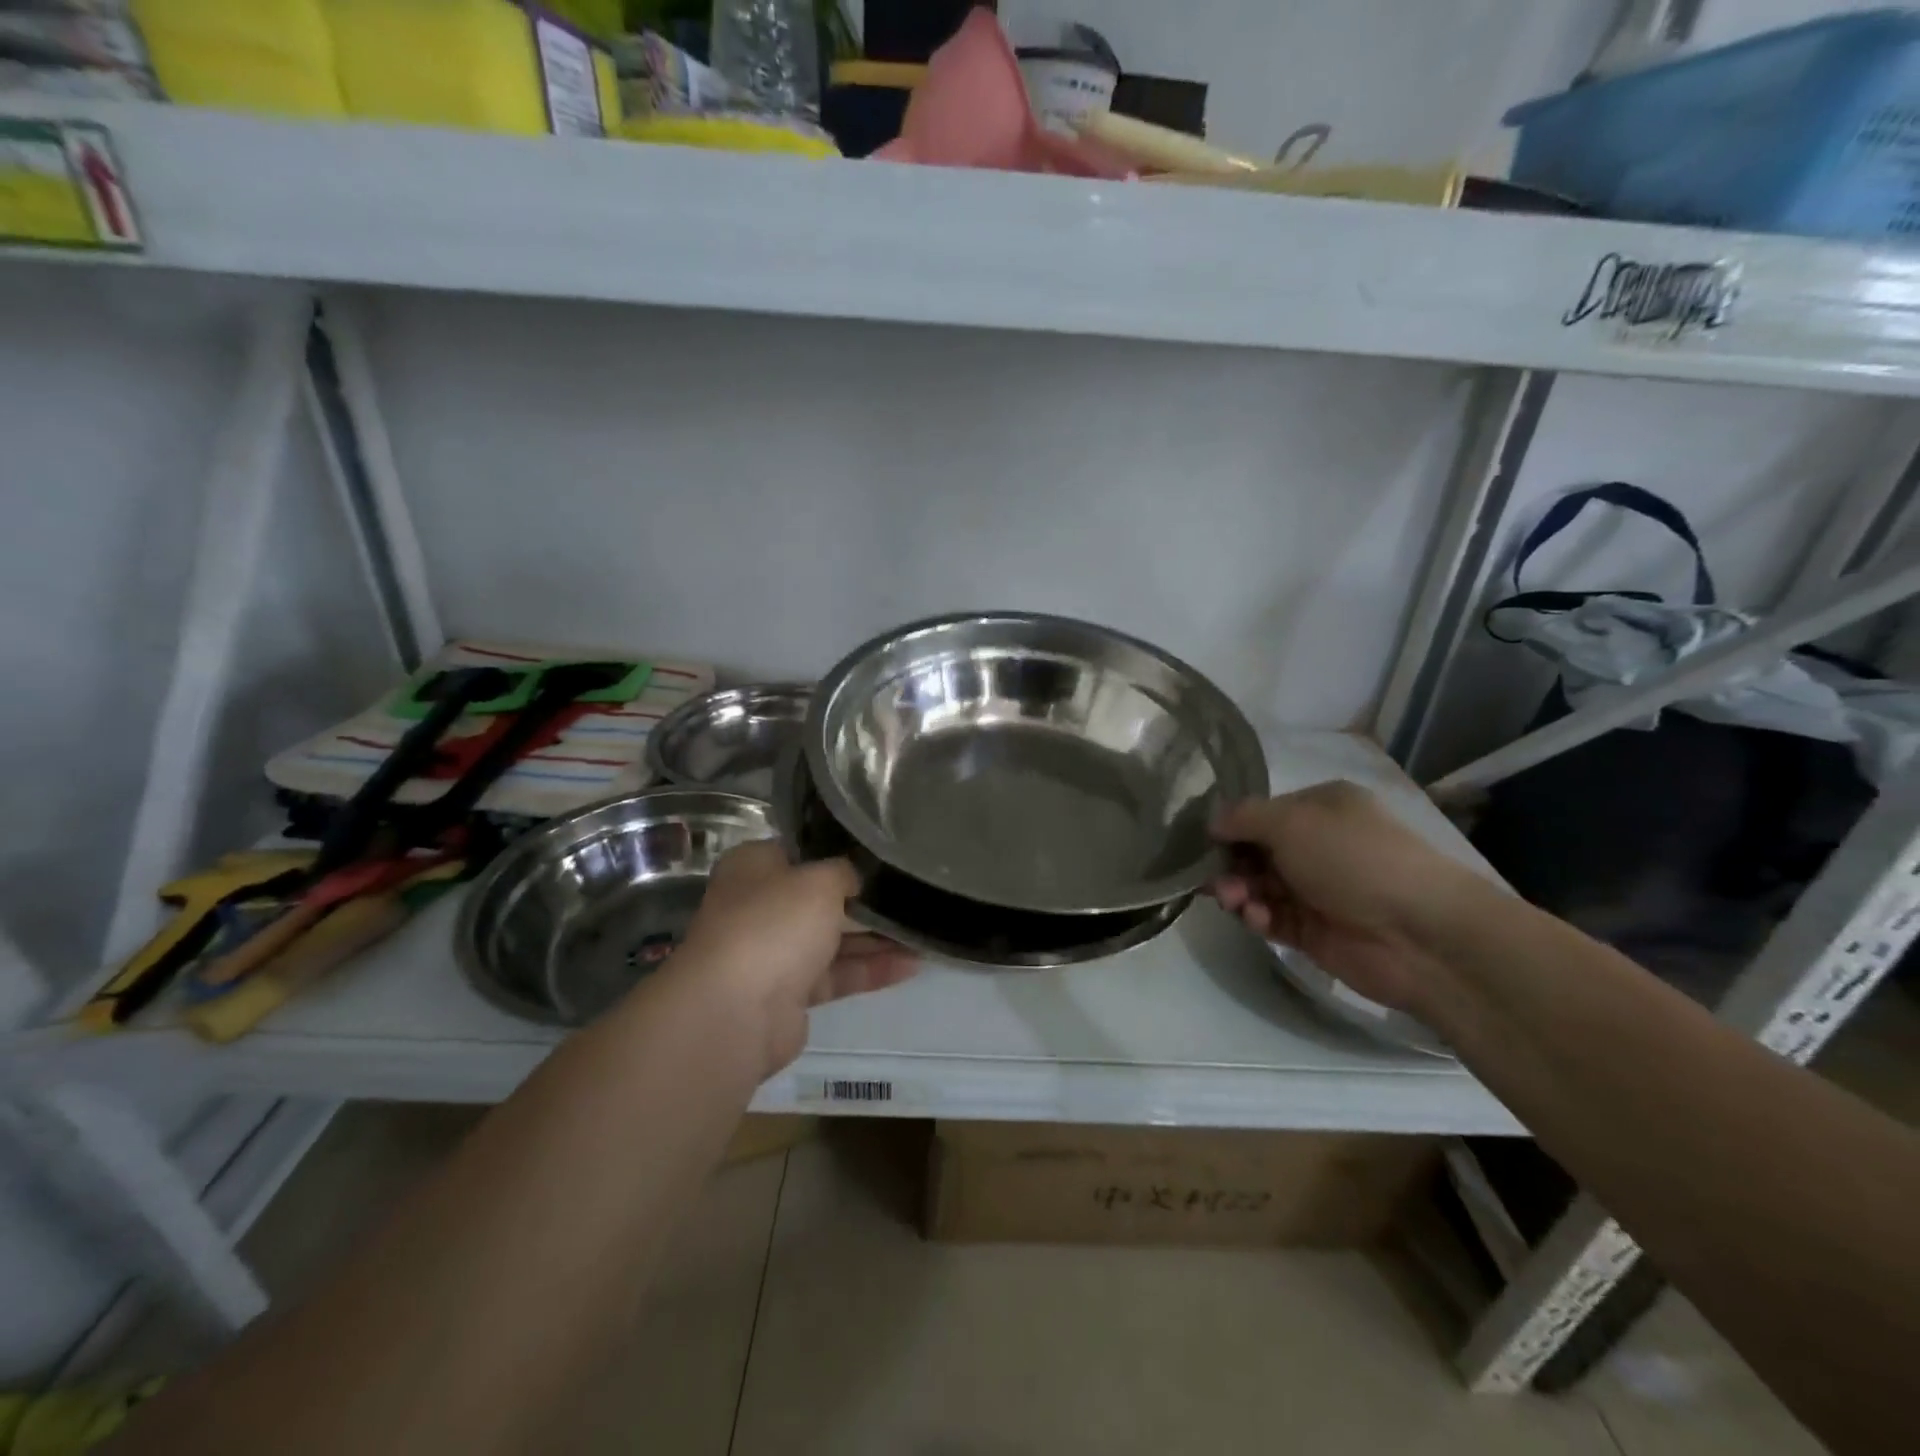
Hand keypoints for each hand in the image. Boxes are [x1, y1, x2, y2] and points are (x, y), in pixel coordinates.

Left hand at [672, 841, 916, 1074]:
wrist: (735, 1012)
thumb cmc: (774, 924)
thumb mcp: (819, 880)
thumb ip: (844, 872)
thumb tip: (854, 877)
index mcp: (753, 867)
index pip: (801, 850)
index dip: (839, 850)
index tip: (880, 852)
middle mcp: (759, 906)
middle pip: (819, 897)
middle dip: (864, 898)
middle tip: (910, 891)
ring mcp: (773, 952)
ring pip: (832, 938)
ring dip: (875, 937)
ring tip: (923, 930)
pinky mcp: (789, 994)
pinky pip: (836, 974)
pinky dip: (870, 969)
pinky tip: (912, 964)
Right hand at [1210, 781, 1486, 1016]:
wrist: (1418, 934)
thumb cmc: (1353, 859)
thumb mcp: (1291, 821)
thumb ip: (1242, 817)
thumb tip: (1211, 822)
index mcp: (1322, 808)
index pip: (1262, 812)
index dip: (1230, 826)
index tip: (1203, 841)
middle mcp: (1319, 845)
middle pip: (1254, 851)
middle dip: (1229, 864)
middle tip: (1212, 879)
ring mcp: (1317, 890)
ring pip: (1258, 886)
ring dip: (1239, 892)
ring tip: (1234, 902)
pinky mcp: (1314, 931)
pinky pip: (1272, 918)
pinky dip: (1258, 917)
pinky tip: (1258, 919)